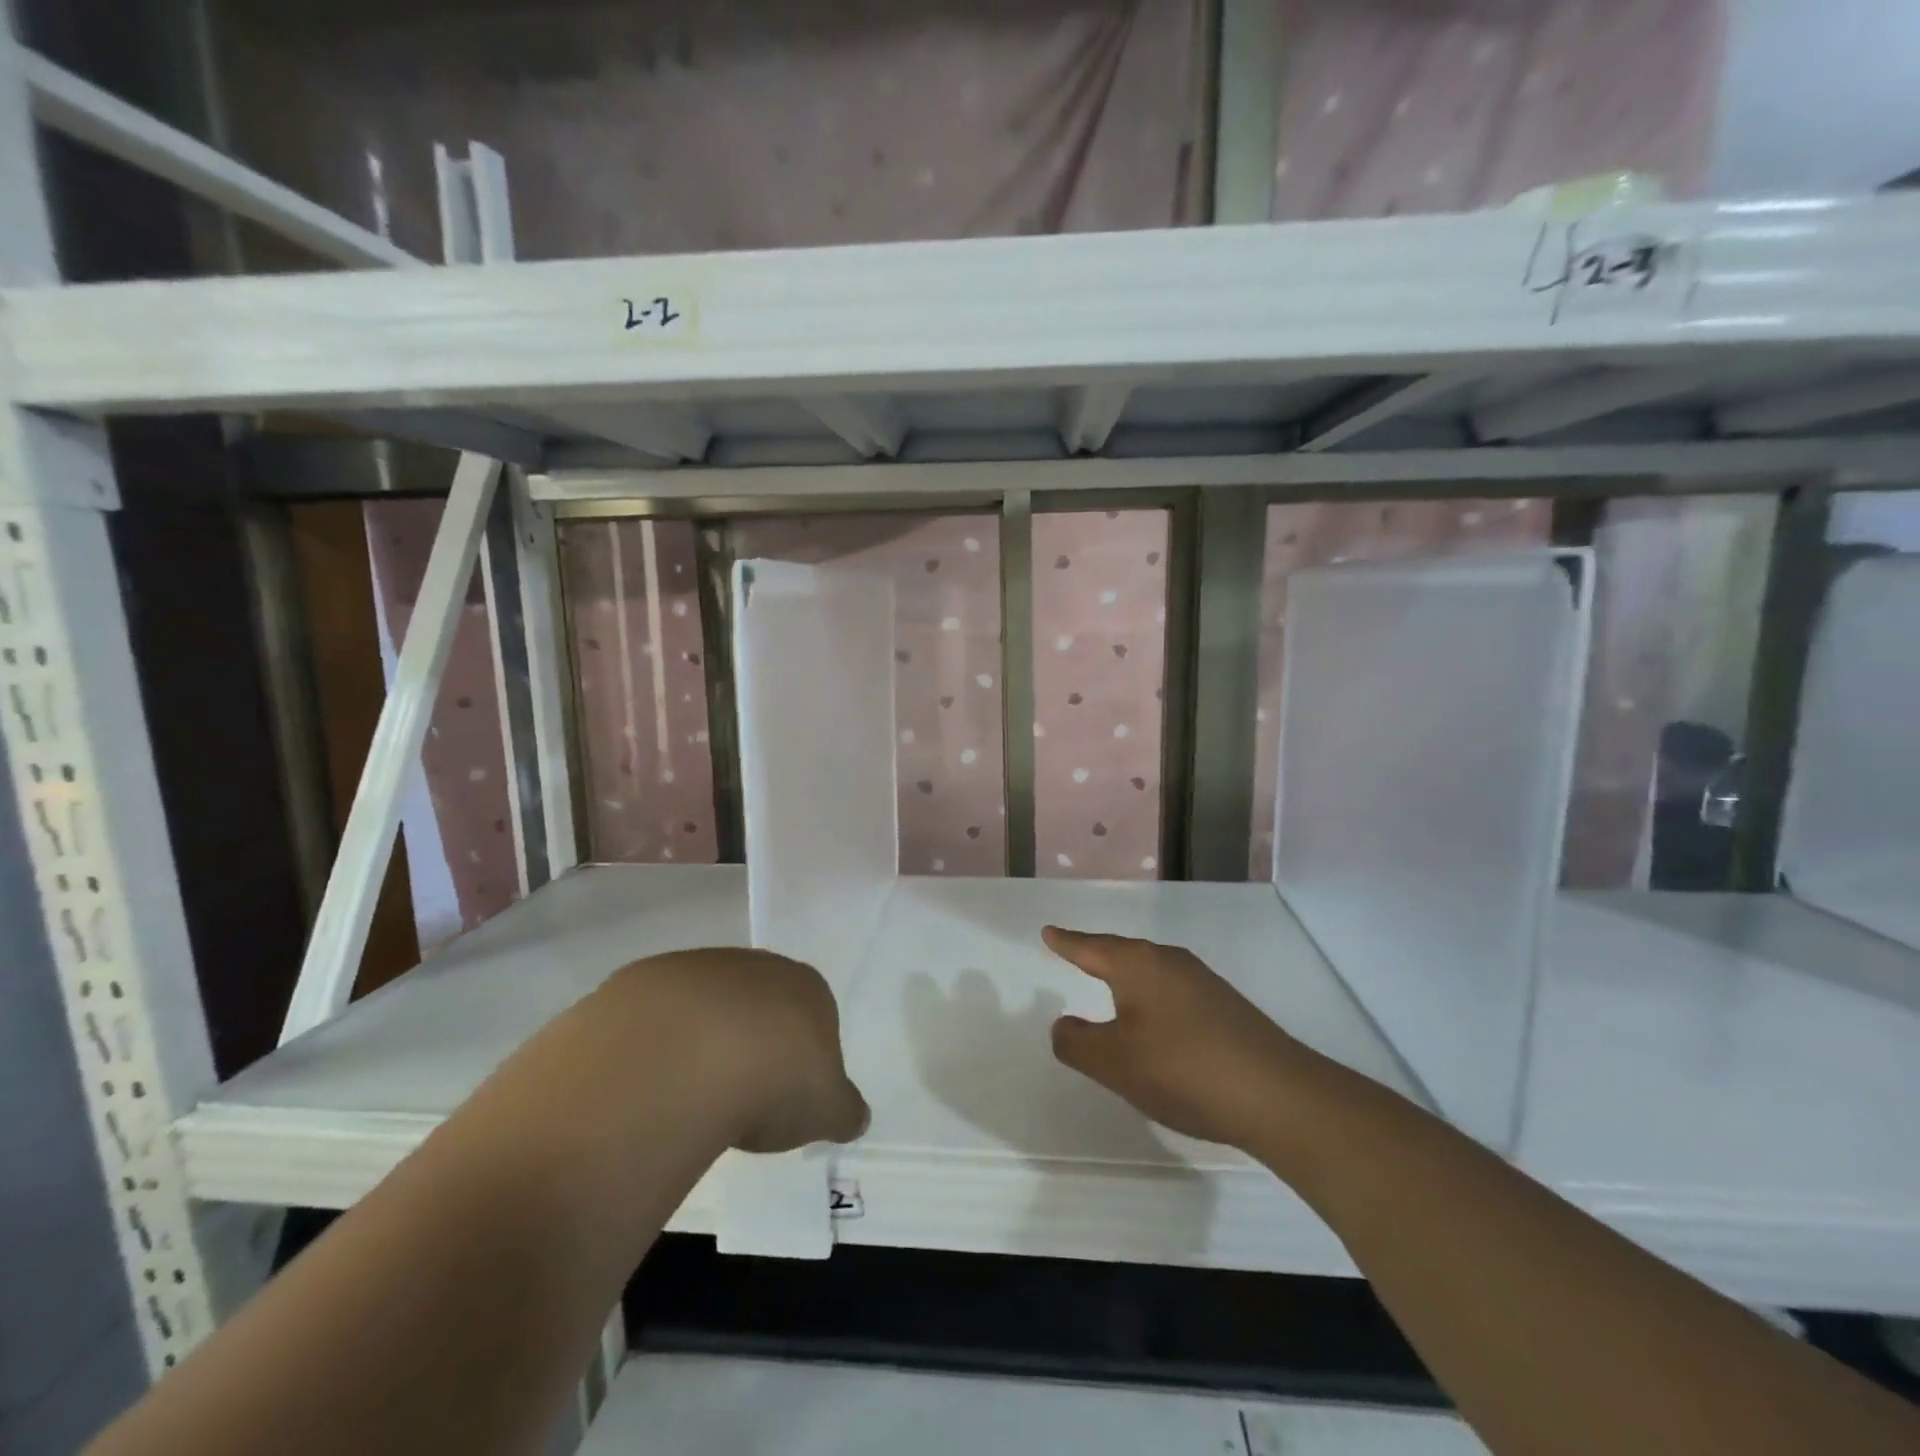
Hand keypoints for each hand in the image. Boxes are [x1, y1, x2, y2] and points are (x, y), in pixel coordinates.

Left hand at [598, 948, 868, 1153]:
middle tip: (738, 1099)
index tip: (786, 1097)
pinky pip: (650, 1019)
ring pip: (703, 1007)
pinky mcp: (640, 981)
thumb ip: (845, 1110)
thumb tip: (856, 1117)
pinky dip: (651, 1048)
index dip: (801, 1057)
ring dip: (698, 1043)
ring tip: (688, 1099)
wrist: (683, 1058)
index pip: (813, 1015)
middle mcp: (754, 965)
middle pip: (756, 1005)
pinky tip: (648, 1085)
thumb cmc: (773, 1080)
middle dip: (750, 1044)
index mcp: (805, 986)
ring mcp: (695, 968)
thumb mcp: (826, 1110)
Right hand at [1042, 925, 1312, 1153]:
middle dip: (1098, 956)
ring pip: (1152, 973)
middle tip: (1075, 954)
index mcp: (1138, 965)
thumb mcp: (1114, 1063)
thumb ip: (1078, 1043)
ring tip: (1112, 989)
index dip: (1067, 943)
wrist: (1276, 1094)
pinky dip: (1154, 1002)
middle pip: (1123, 954)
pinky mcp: (1226, 1008)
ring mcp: (1203, 983)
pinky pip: (1174, 993)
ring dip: (1128, 981)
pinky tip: (1158, 1025)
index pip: (1091, 947)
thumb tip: (1064, 1025)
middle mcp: (1170, 962)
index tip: (1049, 932)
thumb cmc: (1181, 1069)